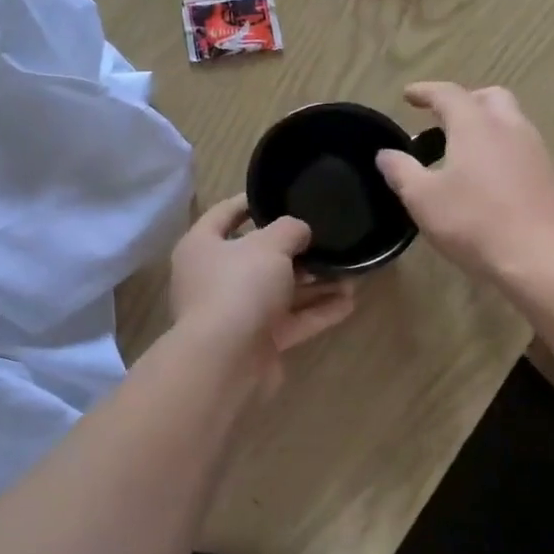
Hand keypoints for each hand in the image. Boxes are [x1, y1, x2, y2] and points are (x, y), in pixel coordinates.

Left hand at [169, 196, 355, 393]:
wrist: (226, 360)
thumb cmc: (239, 287)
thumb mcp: (269, 245)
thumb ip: (289, 229)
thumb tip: (299, 231)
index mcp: (202, 246)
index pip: (225, 213)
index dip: (251, 201)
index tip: (280, 193)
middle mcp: (214, 278)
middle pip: (257, 256)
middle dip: (295, 250)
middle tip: (327, 238)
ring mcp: (236, 312)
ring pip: (279, 291)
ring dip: (313, 283)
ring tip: (350, 272)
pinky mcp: (257, 341)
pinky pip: (291, 320)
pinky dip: (317, 311)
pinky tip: (350, 302)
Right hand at [374, 83, 553, 281]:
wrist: (546, 258)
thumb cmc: (476, 223)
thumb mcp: (423, 200)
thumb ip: (401, 172)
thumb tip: (385, 154)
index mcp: (475, 126)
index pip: (448, 94)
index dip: (425, 91)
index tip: (409, 95)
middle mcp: (509, 128)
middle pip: (489, 98)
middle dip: (464, 101)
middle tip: (442, 119)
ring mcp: (535, 151)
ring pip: (509, 123)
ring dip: (484, 126)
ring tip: (460, 153)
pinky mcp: (550, 177)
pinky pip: (520, 149)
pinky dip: (499, 150)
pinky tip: (486, 180)